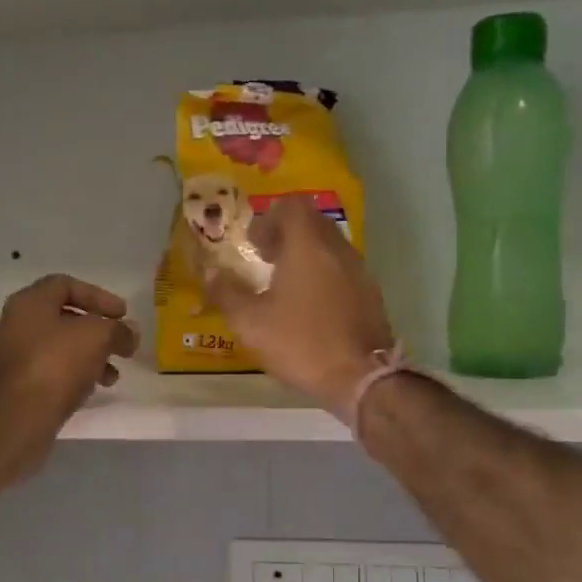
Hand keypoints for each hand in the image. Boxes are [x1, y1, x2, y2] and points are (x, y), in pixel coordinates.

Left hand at [0, 275, 138, 472]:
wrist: (17, 416)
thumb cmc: (57, 363)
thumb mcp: (99, 337)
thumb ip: (119, 330)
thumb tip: (129, 333)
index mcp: (29, 302)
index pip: (65, 285)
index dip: (98, 296)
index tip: (123, 315)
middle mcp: (14, 324)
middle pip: (62, 318)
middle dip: (96, 331)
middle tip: (120, 344)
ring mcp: (10, 356)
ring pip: (57, 347)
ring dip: (89, 356)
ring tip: (111, 375)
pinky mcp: (12, 385)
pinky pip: (48, 371)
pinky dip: (73, 375)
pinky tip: (91, 389)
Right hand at [205, 198, 395, 415]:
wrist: (361, 376)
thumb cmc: (302, 342)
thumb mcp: (251, 323)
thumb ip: (226, 293)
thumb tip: (210, 272)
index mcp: (308, 245)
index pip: (292, 205)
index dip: (269, 218)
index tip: (254, 244)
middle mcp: (338, 248)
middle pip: (312, 223)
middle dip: (287, 234)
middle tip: (266, 260)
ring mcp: (360, 270)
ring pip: (330, 246)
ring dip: (307, 256)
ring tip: (286, 286)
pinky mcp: (372, 294)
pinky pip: (343, 270)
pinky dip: (324, 275)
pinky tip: (311, 307)